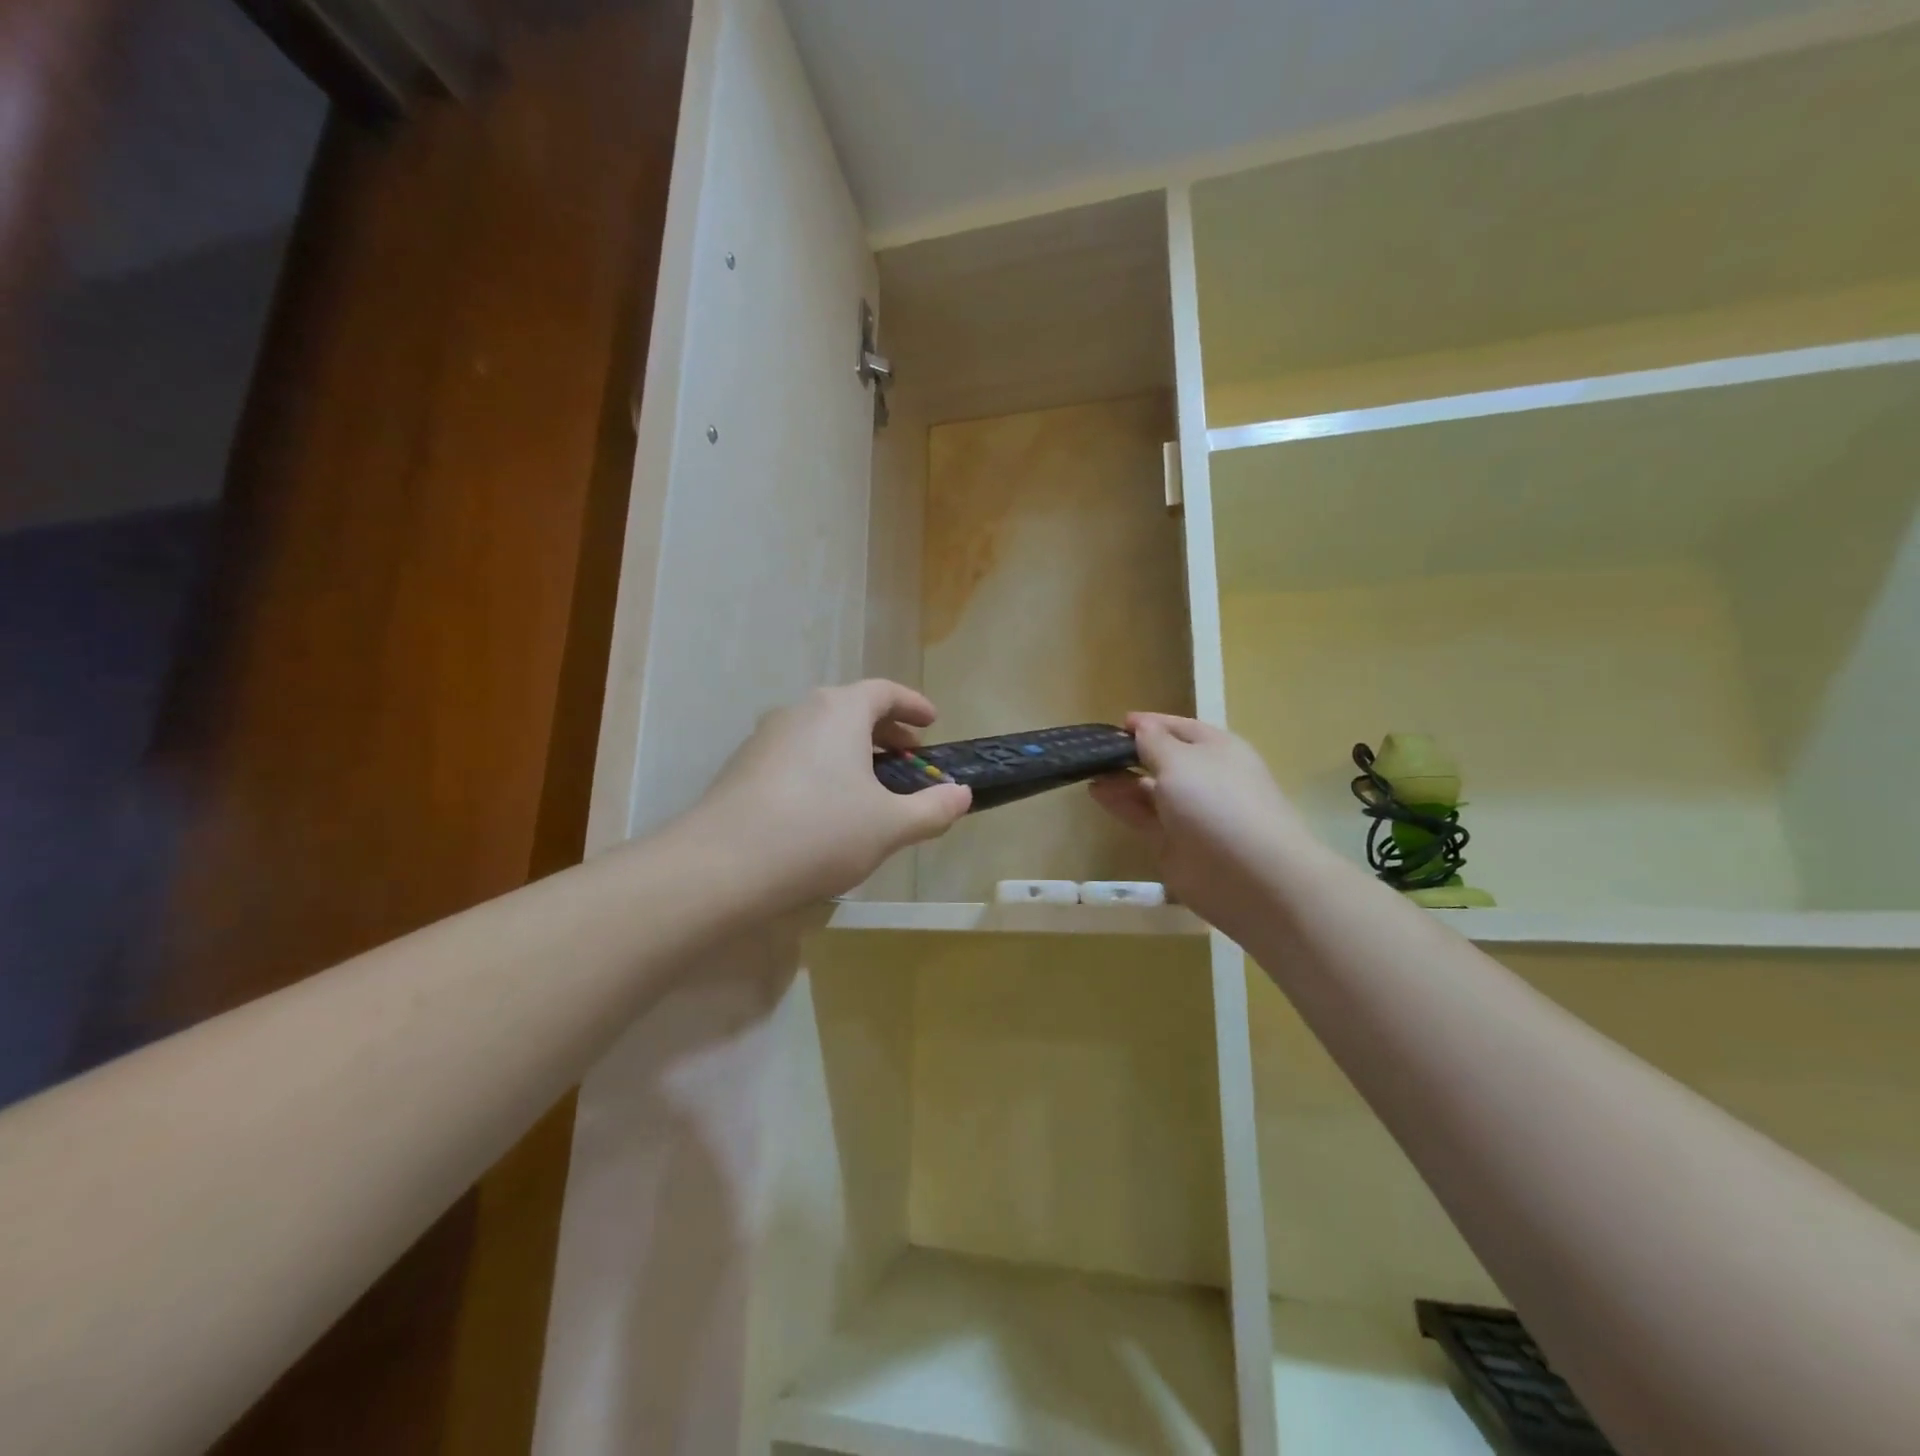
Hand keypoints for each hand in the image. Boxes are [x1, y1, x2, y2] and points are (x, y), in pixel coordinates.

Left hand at [687, 680, 971, 910]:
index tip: (931, 723)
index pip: (884, 692)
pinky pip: (795, 755)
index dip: (912, 705)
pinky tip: (825, 808)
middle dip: (884, 731)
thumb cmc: (820, 832)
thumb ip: (932, 808)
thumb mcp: (890, 826)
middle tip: (908, 758)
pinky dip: (821, 768)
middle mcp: (800, 712)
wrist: (723, 864)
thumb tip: (962, 795)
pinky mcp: (742, 767)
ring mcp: (765, 738)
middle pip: (850, 709)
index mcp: (839, 711)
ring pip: (820, 733)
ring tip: (869, 786)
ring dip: (851, 751)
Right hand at [1090, 713, 1321, 937]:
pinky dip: (1120, 804)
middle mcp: (1205, 778)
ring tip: (1087, 770)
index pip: (1179, 728)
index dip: (1150, 724)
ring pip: (1149, 790)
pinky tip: (1096, 792)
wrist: (1250, 877)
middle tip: (1093, 750)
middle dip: (1131, 753)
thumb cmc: (1217, 802)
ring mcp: (1190, 813)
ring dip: (1120, 779)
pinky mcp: (1174, 843)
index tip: (1117, 723)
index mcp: (1217, 749)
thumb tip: (1141, 726)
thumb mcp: (1180, 760)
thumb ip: (1154, 742)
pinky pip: (1142, 817)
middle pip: (1163, 759)